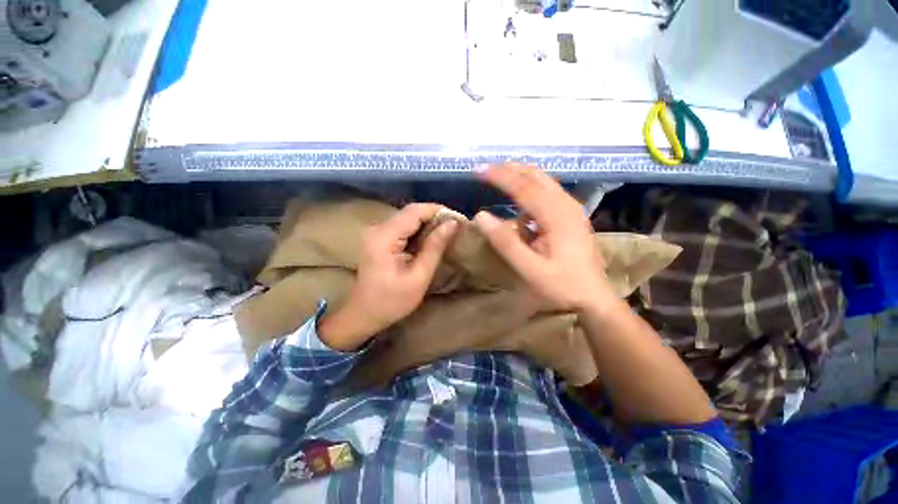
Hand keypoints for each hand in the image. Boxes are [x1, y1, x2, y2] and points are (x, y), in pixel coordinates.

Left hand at [319, 203, 458, 350]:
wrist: (363, 314)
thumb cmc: (391, 301)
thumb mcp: (419, 276)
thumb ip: (434, 247)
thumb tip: (452, 223)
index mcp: (384, 237)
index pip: (414, 211)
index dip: (438, 211)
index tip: (458, 219)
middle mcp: (378, 229)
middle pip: (410, 212)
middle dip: (435, 216)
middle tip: (455, 227)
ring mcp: (376, 233)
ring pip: (407, 218)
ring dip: (428, 223)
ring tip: (447, 233)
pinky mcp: (379, 239)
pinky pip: (403, 227)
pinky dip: (419, 230)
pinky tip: (431, 239)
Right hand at [473, 164, 615, 312]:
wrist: (594, 298)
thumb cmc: (562, 286)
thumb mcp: (530, 269)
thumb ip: (506, 242)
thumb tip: (481, 216)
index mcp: (557, 216)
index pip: (524, 187)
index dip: (500, 176)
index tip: (478, 170)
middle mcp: (566, 205)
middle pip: (536, 177)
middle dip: (510, 170)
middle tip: (487, 169)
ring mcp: (571, 210)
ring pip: (543, 182)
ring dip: (520, 177)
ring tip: (499, 178)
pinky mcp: (570, 217)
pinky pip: (547, 194)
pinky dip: (530, 191)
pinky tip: (520, 204)